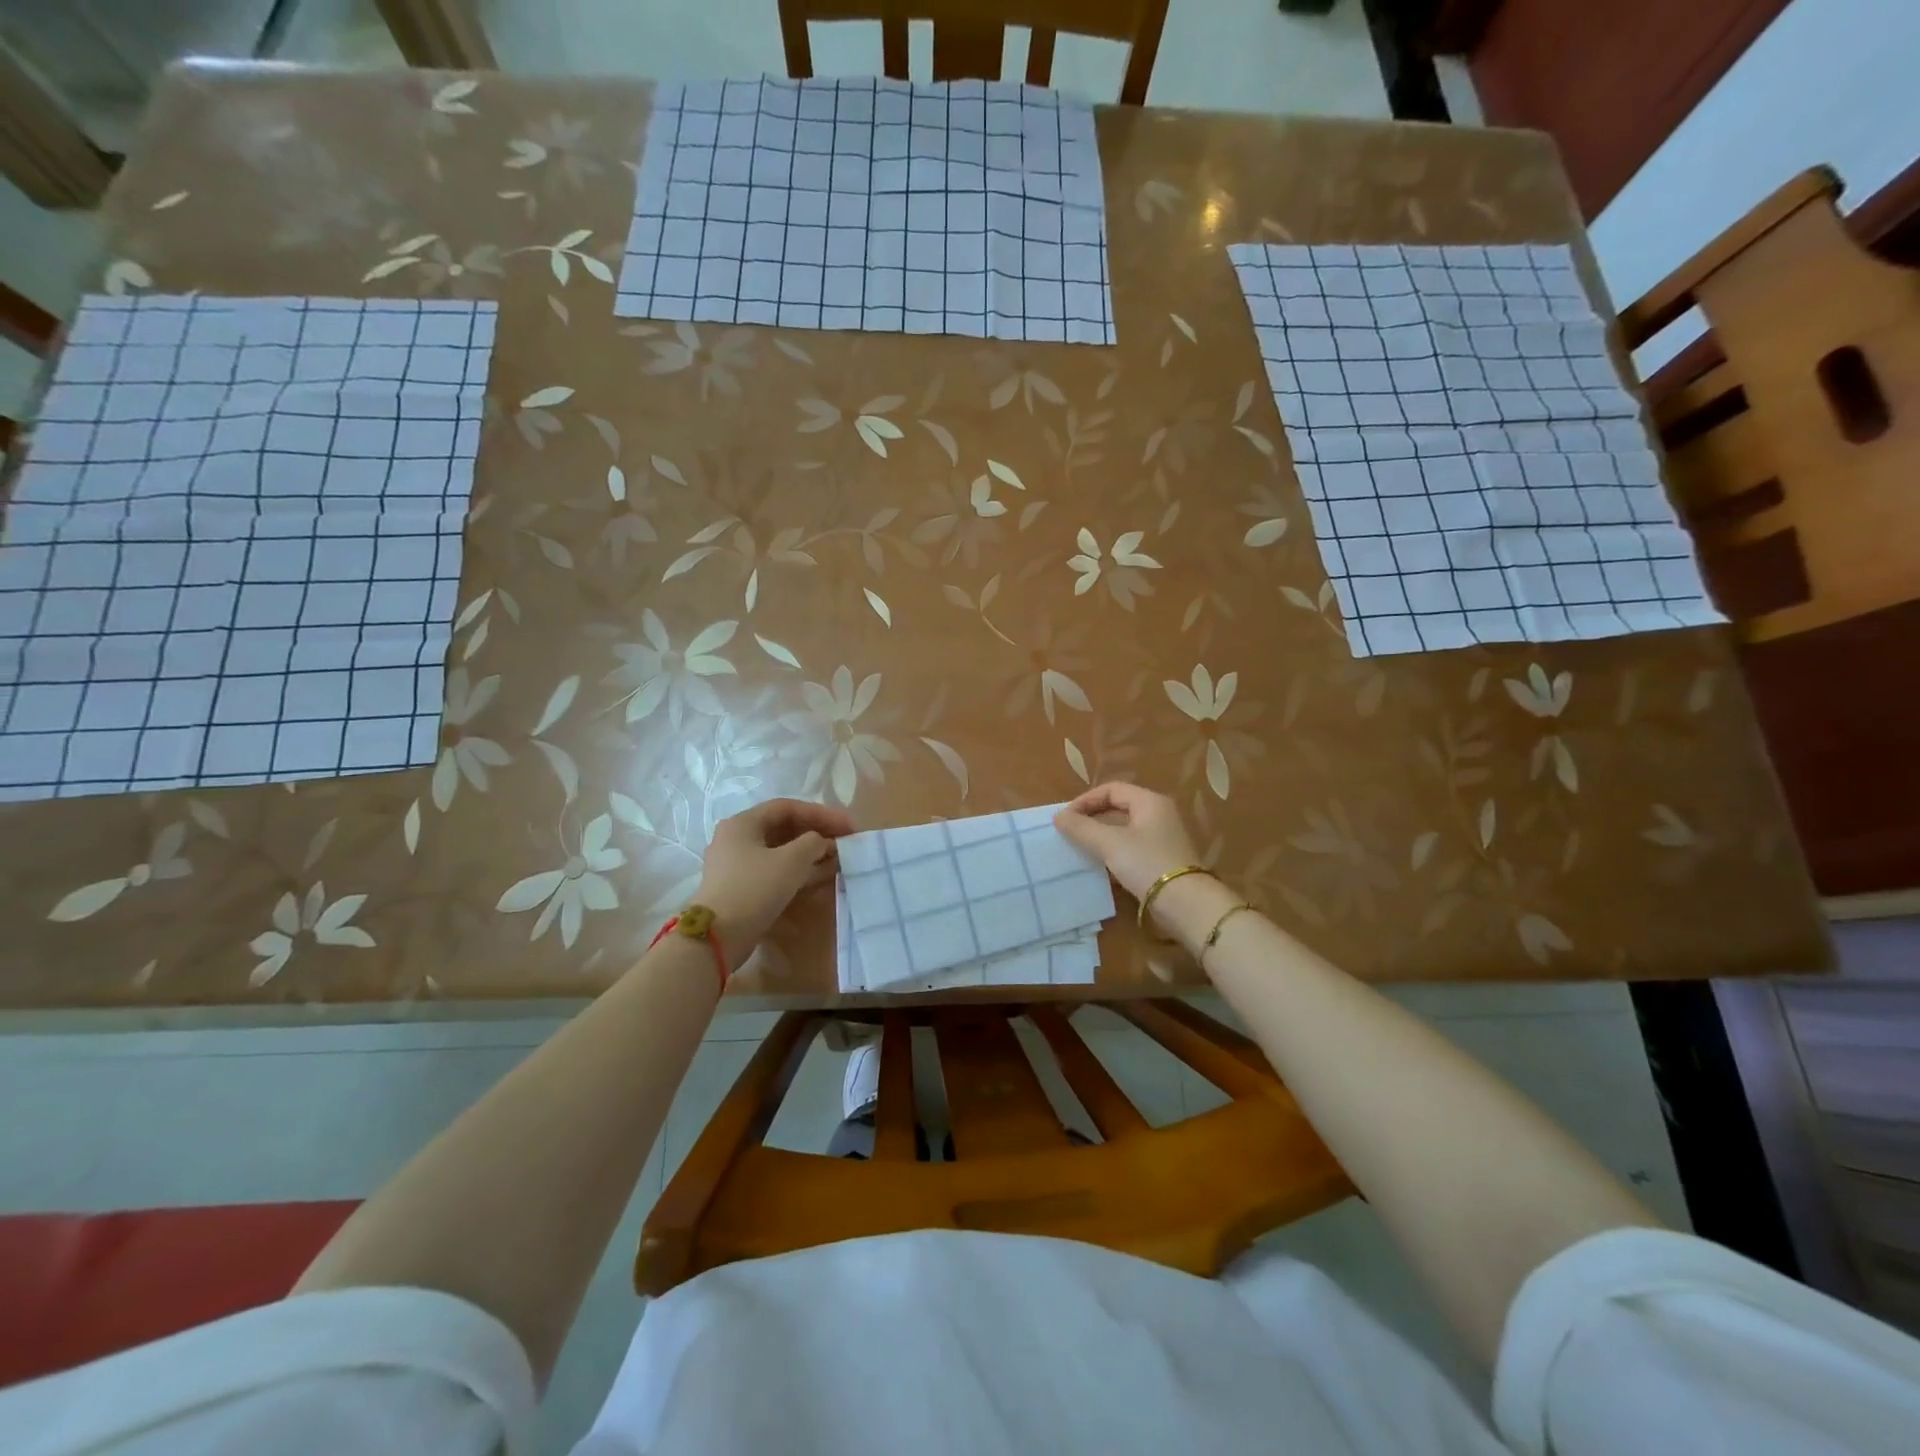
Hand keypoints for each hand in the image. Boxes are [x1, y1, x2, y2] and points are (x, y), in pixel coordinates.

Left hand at [694, 799, 852, 959]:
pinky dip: (798, 870)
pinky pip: (775, 870)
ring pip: (780, 851)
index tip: (847, 825)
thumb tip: (821, 842)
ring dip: (810, 853)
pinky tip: (820, 876)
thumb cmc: (754, 888)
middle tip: (844, 841)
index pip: (787, 807)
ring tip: (838, 859)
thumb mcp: (791, 861)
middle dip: (816, 833)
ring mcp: (737, 865)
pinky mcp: (741, 888)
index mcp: (742, 823)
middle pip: (783, 828)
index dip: (821, 813)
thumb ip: (813, 843)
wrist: (718, 937)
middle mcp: (736, 839)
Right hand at [1054, 783, 1203, 901]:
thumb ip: (1082, 828)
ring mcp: (1162, 839)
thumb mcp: (1110, 843)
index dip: (1085, 800)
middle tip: (1069, 833)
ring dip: (1100, 837)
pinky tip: (1099, 867)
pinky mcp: (1161, 860)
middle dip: (1091, 819)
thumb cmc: (1147, 863)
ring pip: (1124, 830)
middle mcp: (1158, 815)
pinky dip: (1113, 853)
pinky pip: (1131, 849)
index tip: (1066, 818)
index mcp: (1150, 802)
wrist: (1185, 904)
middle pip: (1118, 808)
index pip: (1111, 789)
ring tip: (1079, 849)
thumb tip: (1058, 817)